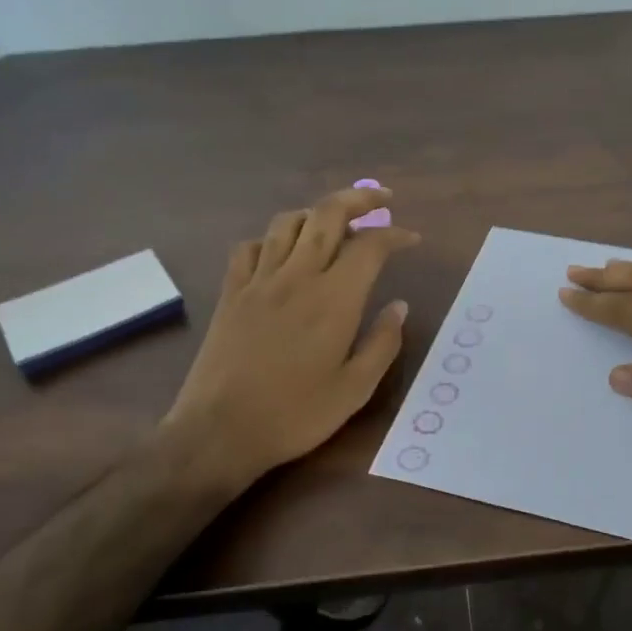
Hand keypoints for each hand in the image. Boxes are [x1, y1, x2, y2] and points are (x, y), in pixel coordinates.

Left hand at [162, 187, 419, 491]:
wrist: (219, 431)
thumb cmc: (295, 415)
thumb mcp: (355, 389)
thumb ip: (383, 343)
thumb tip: (399, 306)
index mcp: (334, 299)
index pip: (370, 246)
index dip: (395, 235)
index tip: (412, 239)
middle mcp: (297, 276)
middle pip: (328, 215)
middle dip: (359, 198)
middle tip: (381, 200)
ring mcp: (259, 281)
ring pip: (288, 223)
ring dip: (316, 213)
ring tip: (334, 221)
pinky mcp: (231, 293)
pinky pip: (250, 247)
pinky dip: (272, 238)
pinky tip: (281, 252)